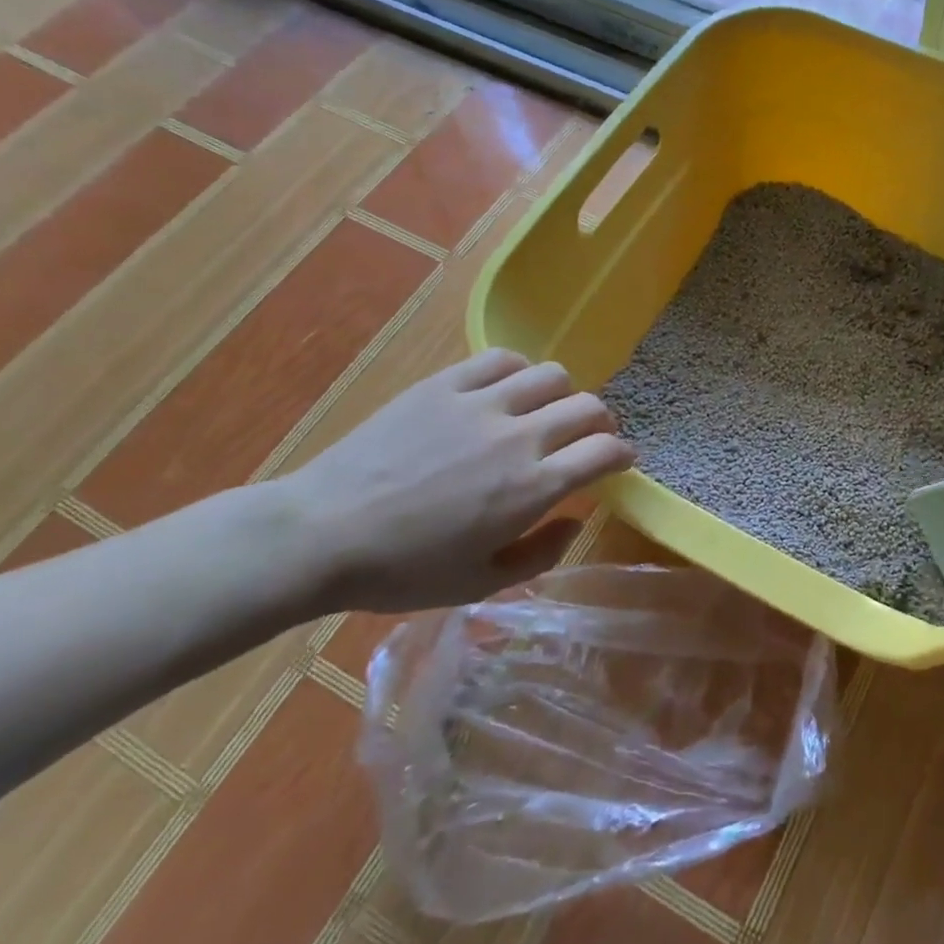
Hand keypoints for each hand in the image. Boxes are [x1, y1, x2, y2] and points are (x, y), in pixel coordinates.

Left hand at [273, 350, 633, 611]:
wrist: (320, 534)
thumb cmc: (402, 571)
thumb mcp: (479, 584)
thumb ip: (541, 553)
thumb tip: (575, 520)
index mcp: (532, 488)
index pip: (605, 451)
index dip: (623, 454)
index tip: (620, 460)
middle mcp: (519, 437)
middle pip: (588, 407)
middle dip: (601, 423)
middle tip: (588, 438)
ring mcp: (481, 404)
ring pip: (552, 375)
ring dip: (563, 394)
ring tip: (547, 411)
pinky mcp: (445, 384)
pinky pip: (501, 359)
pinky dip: (519, 371)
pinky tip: (508, 390)